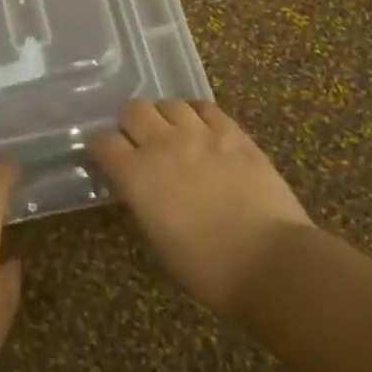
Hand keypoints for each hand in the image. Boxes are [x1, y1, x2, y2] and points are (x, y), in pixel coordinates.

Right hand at [88, 99, 313, 316]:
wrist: (271, 263)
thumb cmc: (207, 267)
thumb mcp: (157, 240)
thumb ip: (141, 201)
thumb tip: (138, 186)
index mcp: (136, 175)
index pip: (102, 142)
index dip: (100, 147)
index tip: (104, 155)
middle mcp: (162, 144)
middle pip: (133, 110)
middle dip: (129, 122)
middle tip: (137, 140)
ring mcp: (200, 134)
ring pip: (169, 103)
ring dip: (164, 116)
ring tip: (172, 133)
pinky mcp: (233, 133)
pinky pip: (206, 108)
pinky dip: (197, 114)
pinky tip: (201, 128)